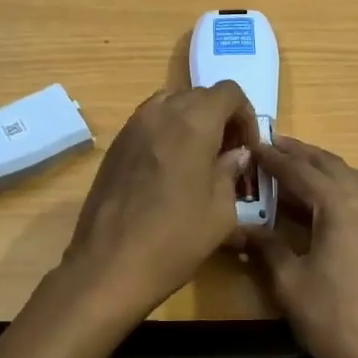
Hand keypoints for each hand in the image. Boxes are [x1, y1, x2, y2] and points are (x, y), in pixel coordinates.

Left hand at [62, 83, 257, 317]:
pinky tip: (170, 170)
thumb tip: (235, 155)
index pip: (228, 92)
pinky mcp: (115, 145)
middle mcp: (160, 113)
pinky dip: (167, 132)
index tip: (248, 147)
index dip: (246, 115)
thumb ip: (230, 172)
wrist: (109, 265)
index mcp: (193, 123)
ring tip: (199, 159)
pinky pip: (149, 123)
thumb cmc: (175, 240)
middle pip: (199, 95)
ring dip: (191, 122)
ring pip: (171, 105)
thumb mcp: (221, 211)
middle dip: (220, 118)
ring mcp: (132, 127)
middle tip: (228, 155)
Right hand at [248, 137, 357, 357]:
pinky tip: (318, 198)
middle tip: (274, 145)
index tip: (255, 146)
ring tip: (293, 164)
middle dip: (303, 154)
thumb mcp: (288, 278)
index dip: (277, 159)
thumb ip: (266, 244)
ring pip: (350, 179)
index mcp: (342, 207)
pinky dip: (336, 187)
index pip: (303, 172)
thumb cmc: (327, 315)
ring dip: (322, 168)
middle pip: (332, 166)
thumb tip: (241, 227)